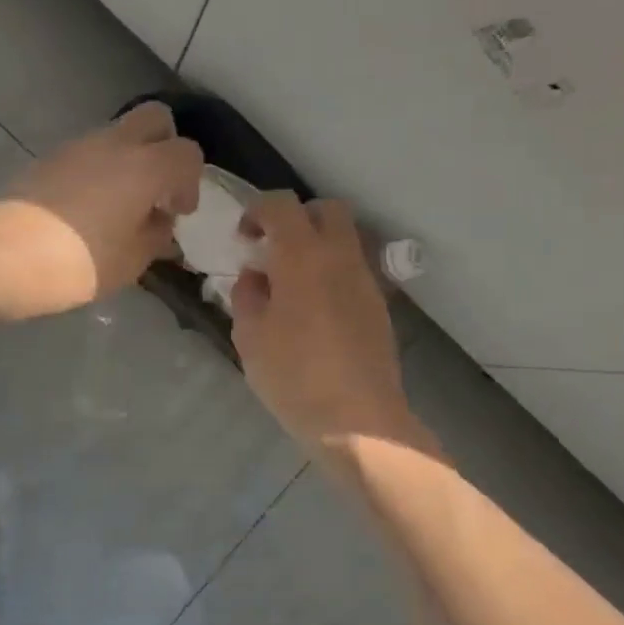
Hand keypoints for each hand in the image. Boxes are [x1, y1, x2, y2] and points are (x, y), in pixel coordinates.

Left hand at [0, 102, 203, 319]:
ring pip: (118, 134)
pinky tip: (87, 209)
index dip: (190, 182)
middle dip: (165, 146)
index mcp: (143, 167)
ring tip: (119, 206)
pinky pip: (88, 153)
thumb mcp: (131, 261)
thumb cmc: (78, 263)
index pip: (187, 152)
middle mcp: (113, 144)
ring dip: (129, 160)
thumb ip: (155, 235)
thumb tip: (159, 221)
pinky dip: (99, 170)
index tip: (177, 212)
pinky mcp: (48, 159)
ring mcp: (76, 147)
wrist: (2, 258)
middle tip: (157, 188)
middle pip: (155, 119)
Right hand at [229, 194, 414, 450]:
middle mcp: (340, 256)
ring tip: (293, 282)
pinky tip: (316, 308)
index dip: (258, 211)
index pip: (282, 205)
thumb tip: (255, 277)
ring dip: (317, 245)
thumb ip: (247, 296)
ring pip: (345, 238)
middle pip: (326, 209)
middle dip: (297, 218)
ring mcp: (365, 280)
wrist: (357, 420)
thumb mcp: (250, 336)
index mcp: (302, 256)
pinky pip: (354, 269)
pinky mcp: (379, 304)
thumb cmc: (293, 376)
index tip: (244, 238)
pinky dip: (333, 271)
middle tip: (274, 248)